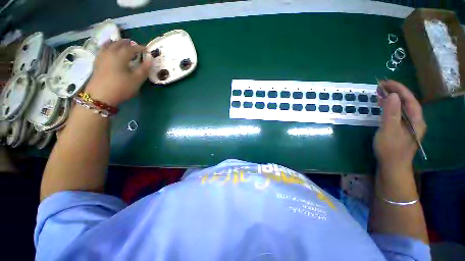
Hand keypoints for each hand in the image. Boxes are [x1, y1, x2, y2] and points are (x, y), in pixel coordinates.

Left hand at [85, 39, 151, 106]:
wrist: (100, 96)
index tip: (147, 50)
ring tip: (122, 45)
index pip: (132, 48)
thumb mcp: (137, 80)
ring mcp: (102, 56)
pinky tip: (109, 50)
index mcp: (120, 55)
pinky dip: (108, 46)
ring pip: (109, 44)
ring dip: (117, 43)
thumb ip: (144, 69)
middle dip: (128, 43)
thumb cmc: (121, 87)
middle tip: (135, 46)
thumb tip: (150, 59)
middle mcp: (110, 52)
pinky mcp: (97, 62)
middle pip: (119, 43)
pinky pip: (103, 49)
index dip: (140, 48)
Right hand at [374, 80, 426, 172]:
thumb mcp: (389, 130)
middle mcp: (414, 121)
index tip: (386, 82)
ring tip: (380, 93)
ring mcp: (407, 126)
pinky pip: (396, 114)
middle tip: (381, 86)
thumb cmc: (390, 149)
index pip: (409, 99)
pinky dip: (389, 108)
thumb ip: (391, 113)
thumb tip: (393, 95)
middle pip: (407, 102)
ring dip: (392, 99)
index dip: (399, 89)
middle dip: (395, 92)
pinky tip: (383, 106)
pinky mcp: (400, 130)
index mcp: (416, 120)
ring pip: (401, 108)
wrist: (391, 167)